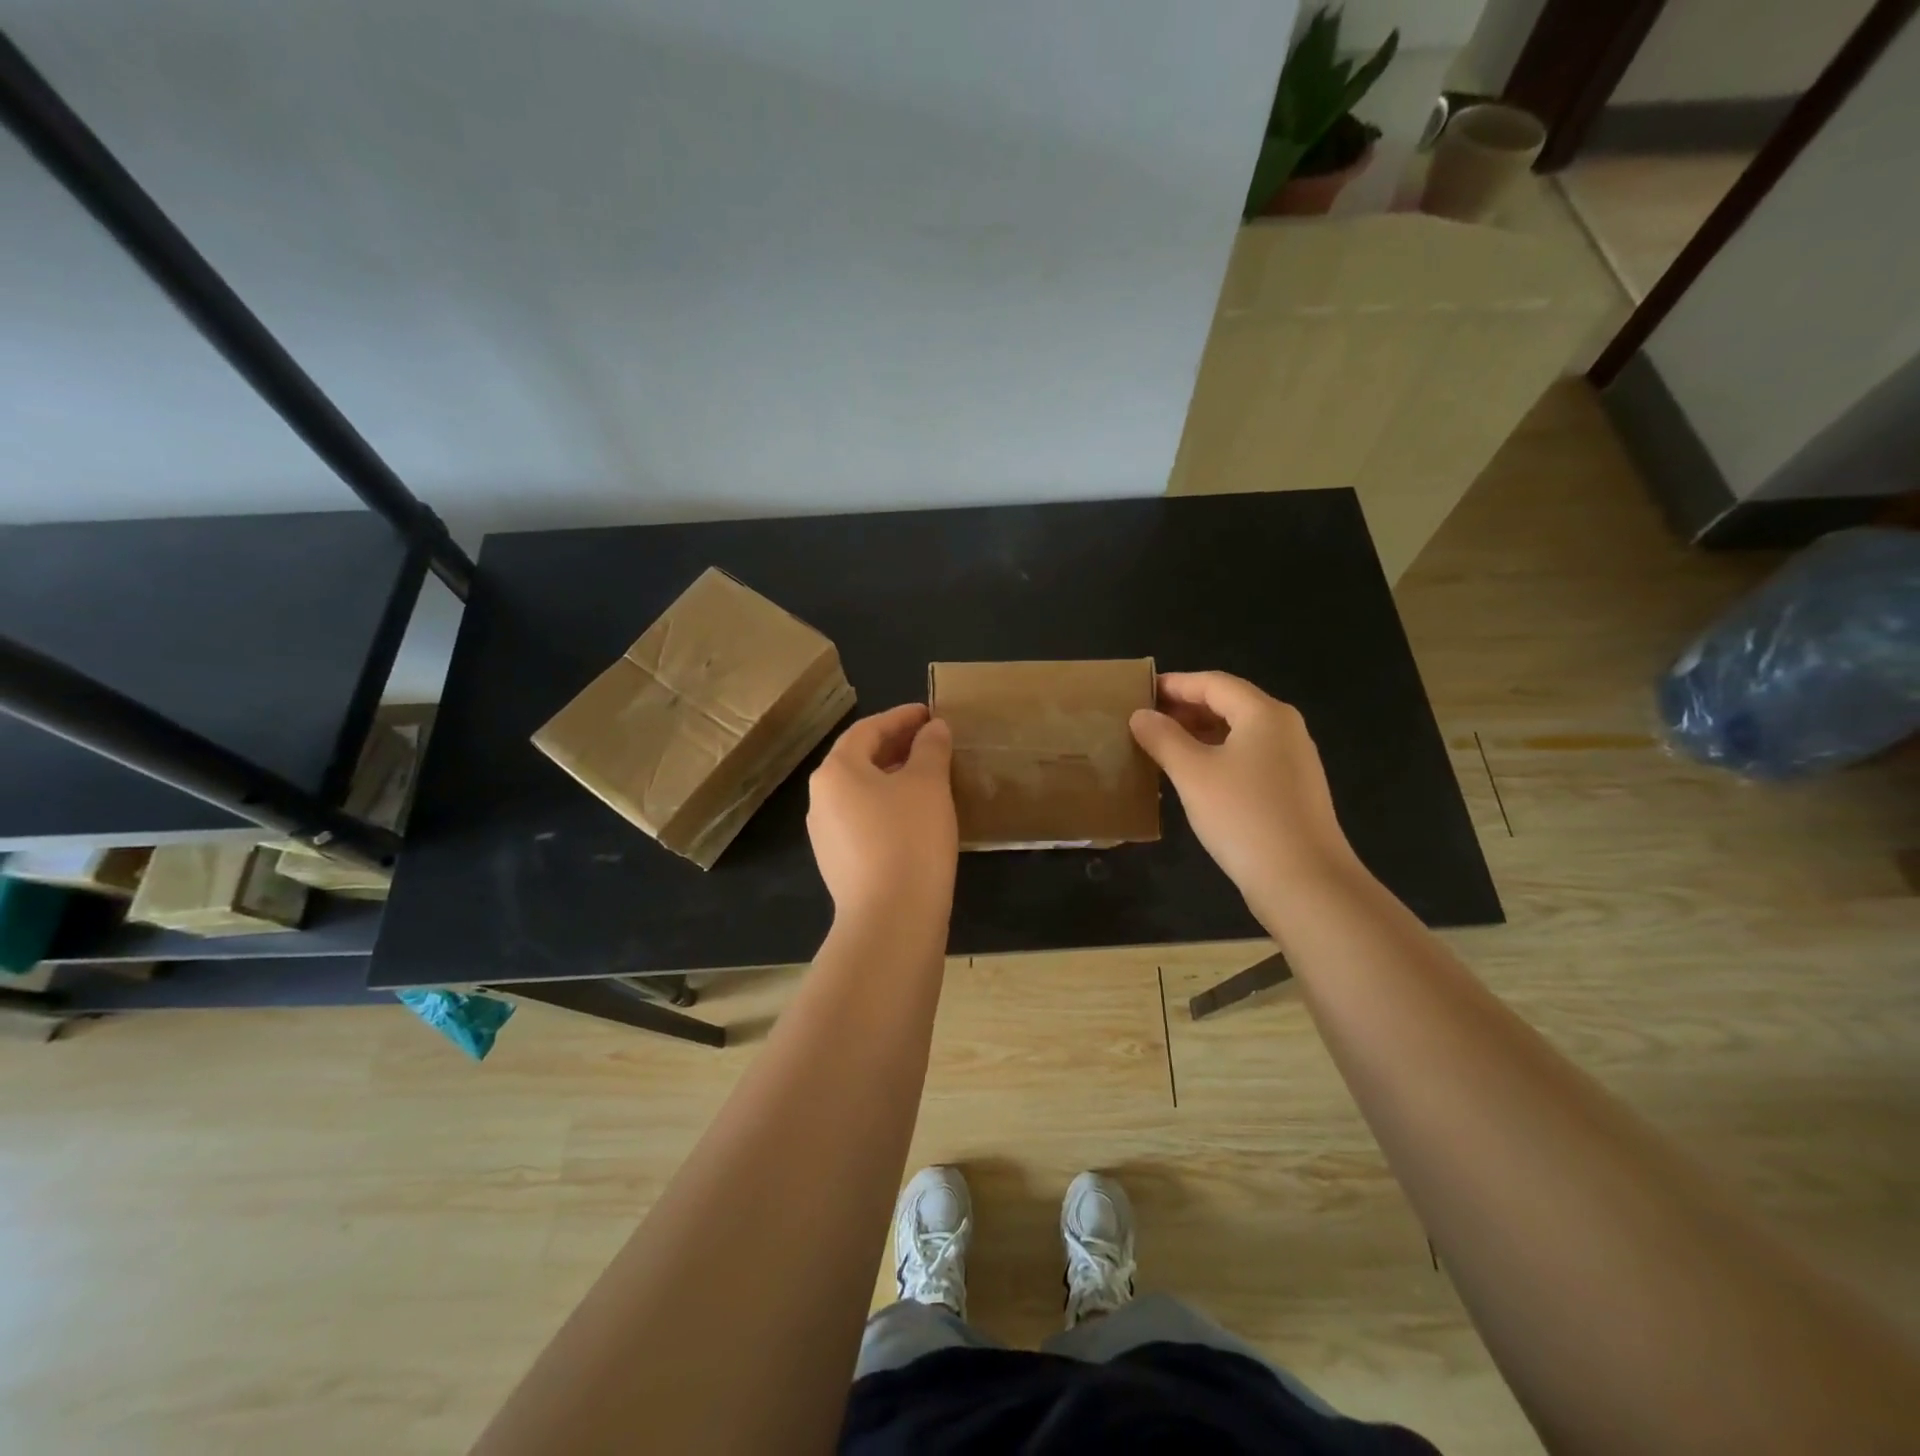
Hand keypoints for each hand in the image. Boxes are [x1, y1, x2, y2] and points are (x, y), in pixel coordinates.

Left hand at [807, 704, 957, 922]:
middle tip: (931, 741)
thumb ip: (931, 749)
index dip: (901, 717)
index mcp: (836, 771)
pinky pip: (863, 820)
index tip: (930, 713)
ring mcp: (825, 834)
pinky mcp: (838, 863)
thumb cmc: (909, 838)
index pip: (868, 729)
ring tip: (928, 777)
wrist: (890, 919)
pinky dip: (887, 807)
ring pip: (861, 792)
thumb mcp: (928, 784)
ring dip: (892, 778)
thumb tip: (933, 729)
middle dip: (896, 746)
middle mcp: (821, 798)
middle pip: (860, 759)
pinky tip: (915, 817)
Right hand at [1130, 672, 1358, 909]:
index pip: (1213, 683)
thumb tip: (1141, 716)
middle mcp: (1284, 729)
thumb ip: (1163, 738)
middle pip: (1229, 705)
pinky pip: (1248, 760)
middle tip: (1145, 722)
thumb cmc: (1243, 816)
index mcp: (1264, 714)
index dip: (1174, 684)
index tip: (1140, 693)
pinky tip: (1192, 780)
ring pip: (1238, 735)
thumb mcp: (1192, 773)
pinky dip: (1216, 759)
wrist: (1303, 881)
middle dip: (1185, 710)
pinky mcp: (1292, 792)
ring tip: (1161, 749)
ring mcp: (1292, 762)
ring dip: (1198, 736)